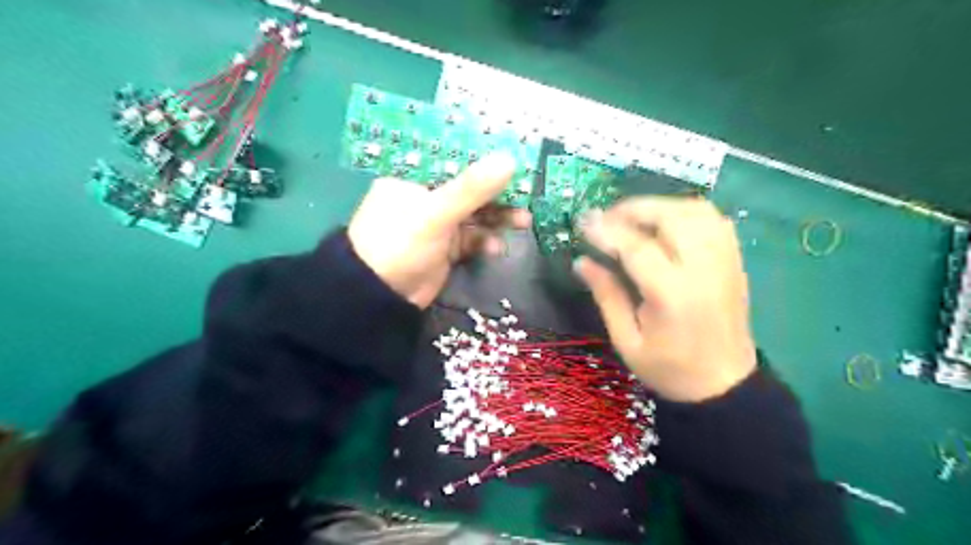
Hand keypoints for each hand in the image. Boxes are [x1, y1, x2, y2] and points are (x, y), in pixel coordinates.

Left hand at [349, 151, 529, 307]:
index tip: (514, 159)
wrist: (382, 297)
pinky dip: (485, 242)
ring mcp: (436, 225)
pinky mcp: (445, 248)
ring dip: (497, 219)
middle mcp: (425, 199)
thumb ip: (472, 188)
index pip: (454, 162)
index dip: (484, 161)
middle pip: (468, 191)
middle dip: (498, 196)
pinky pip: (471, 239)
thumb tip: (509, 159)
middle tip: (527, 196)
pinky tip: (497, 248)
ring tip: (523, 222)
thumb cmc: (400, 244)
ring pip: (474, 216)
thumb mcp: (435, 213)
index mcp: (414, 180)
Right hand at [575, 199, 757, 402]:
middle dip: (634, 209)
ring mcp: (725, 262)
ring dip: (660, 206)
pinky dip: (685, 212)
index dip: (607, 231)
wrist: (724, 385)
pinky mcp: (734, 261)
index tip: (583, 222)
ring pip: (696, 211)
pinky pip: (713, 220)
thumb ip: (606, 296)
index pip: (637, 247)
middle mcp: (704, 269)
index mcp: (673, 295)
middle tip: (607, 218)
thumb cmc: (669, 369)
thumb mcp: (627, 340)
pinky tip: (666, 224)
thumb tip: (581, 261)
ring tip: (634, 219)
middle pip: (671, 217)